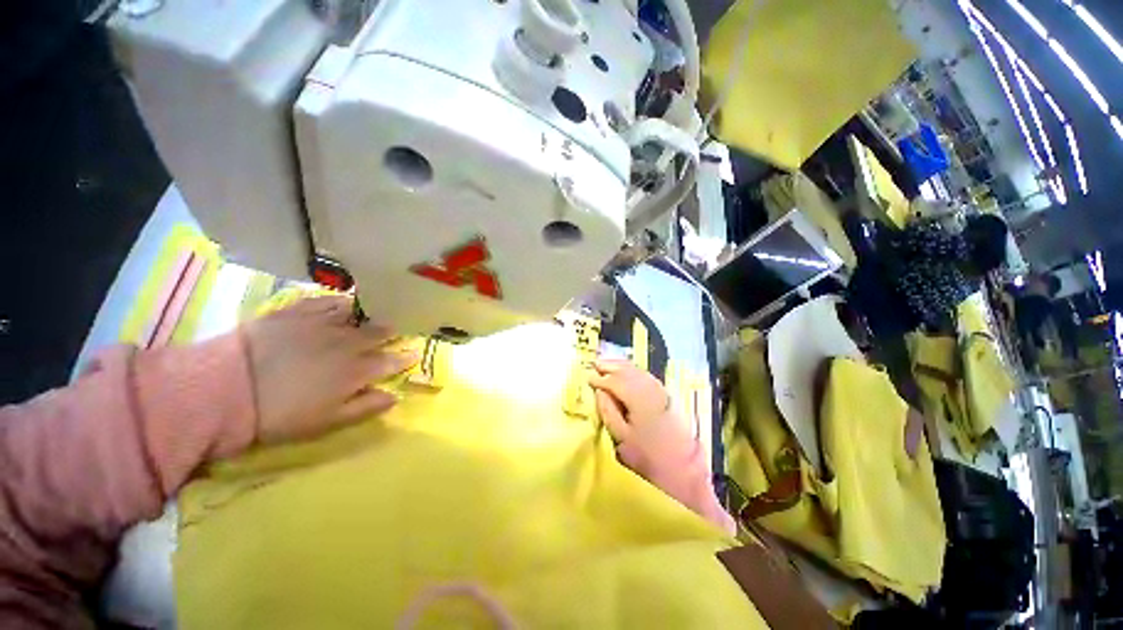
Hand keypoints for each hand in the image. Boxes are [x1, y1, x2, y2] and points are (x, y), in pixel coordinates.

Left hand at [243, 295, 417, 443]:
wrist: (226, 390)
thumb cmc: (281, 414)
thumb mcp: (328, 422)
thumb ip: (365, 407)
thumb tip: (394, 396)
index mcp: (356, 370)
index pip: (390, 361)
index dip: (404, 358)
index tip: (413, 354)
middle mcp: (347, 342)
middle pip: (377, 333)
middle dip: (389, 332)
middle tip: (395, 330)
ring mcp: (322, 324)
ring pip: (356, 314)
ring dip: (367, 315)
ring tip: (370, 314)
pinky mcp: (296, 312)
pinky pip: (325, 301)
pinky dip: (337, 301)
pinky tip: (341, 303)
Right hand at [589, 359, 690, 464]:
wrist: (680, 466)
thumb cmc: (646, 455)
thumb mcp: (621, 437)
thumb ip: (608, 411)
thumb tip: (600, 391)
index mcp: (638, 399)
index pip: (615, 382)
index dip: (601, 379)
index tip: (588, 379)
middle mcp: (650, 389)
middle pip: (627, 371)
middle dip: (610, 366)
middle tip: (595, 363)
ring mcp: (660, 390)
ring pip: (637, 370)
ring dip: (621, 366)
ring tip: (607, 363)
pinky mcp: (665, 394)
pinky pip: (645, 375)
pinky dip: (633, 370)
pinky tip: (626, 371)